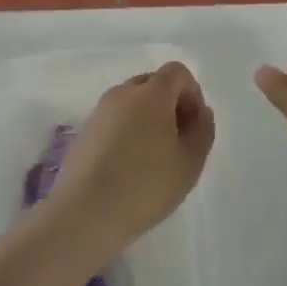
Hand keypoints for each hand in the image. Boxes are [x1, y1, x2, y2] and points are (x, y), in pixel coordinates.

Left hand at [50, 63, 215, 255]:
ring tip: (153, 157)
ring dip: (147, 118)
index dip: (192, 93)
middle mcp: (122, 94)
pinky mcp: (83, 132)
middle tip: (177, 141)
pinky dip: (126, 131)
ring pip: (131, 102)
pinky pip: (113, 120)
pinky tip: (128, 167)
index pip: (177, 72)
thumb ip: (203, 130)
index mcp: (151, 94)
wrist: (85, 213)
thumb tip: (200, 112)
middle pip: (152, 83)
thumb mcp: (190, 162)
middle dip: (170, 104)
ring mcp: (98, 112)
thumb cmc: (145, 185)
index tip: (194, 126)